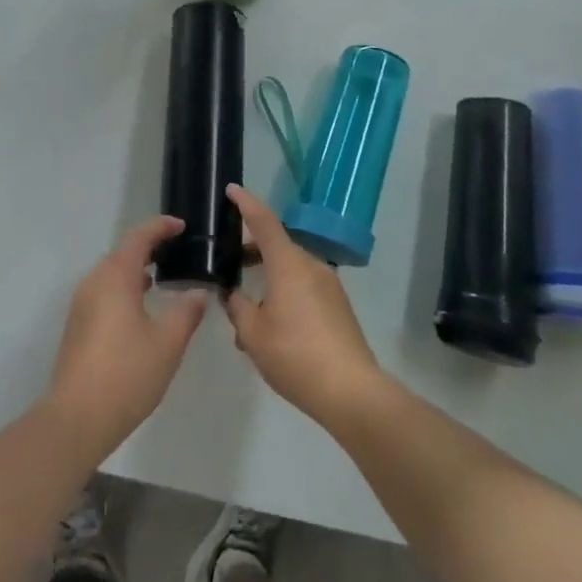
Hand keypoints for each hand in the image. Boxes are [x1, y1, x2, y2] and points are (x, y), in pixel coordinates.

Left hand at [46, 216, 209, 461]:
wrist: (77, 418)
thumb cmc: (127, 374)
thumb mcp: (168, 343)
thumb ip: (186, 312)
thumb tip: (198, 292)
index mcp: (116, 276)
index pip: (139, 237)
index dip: (160, 227)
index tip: (181, 226)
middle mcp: (94, 281)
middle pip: (122, 252)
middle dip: (149, 247)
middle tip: (176, 251)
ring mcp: (82, 303)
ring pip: (111, 273)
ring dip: (135, 268)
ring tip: (162, 277)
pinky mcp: (77, 325)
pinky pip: (104, 291)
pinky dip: (124, 287)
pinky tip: (140, 307)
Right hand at [224, 185, 383, 427]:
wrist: (352, 392)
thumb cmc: (296, 356)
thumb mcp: (253, 334)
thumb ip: (237, 307)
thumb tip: (232, 294)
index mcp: (289, 264)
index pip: (264, 221)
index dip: (246, 203)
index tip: (232, 189)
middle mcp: (311, 265)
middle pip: (278, 245)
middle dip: (253, 250)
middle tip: (230, 262)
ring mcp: (329, 285)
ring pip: (291, 269)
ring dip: (269, 277)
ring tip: (247, 307)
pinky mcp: (338, 306)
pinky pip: (305, 286)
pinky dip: (285, 292)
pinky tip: (273, 324)